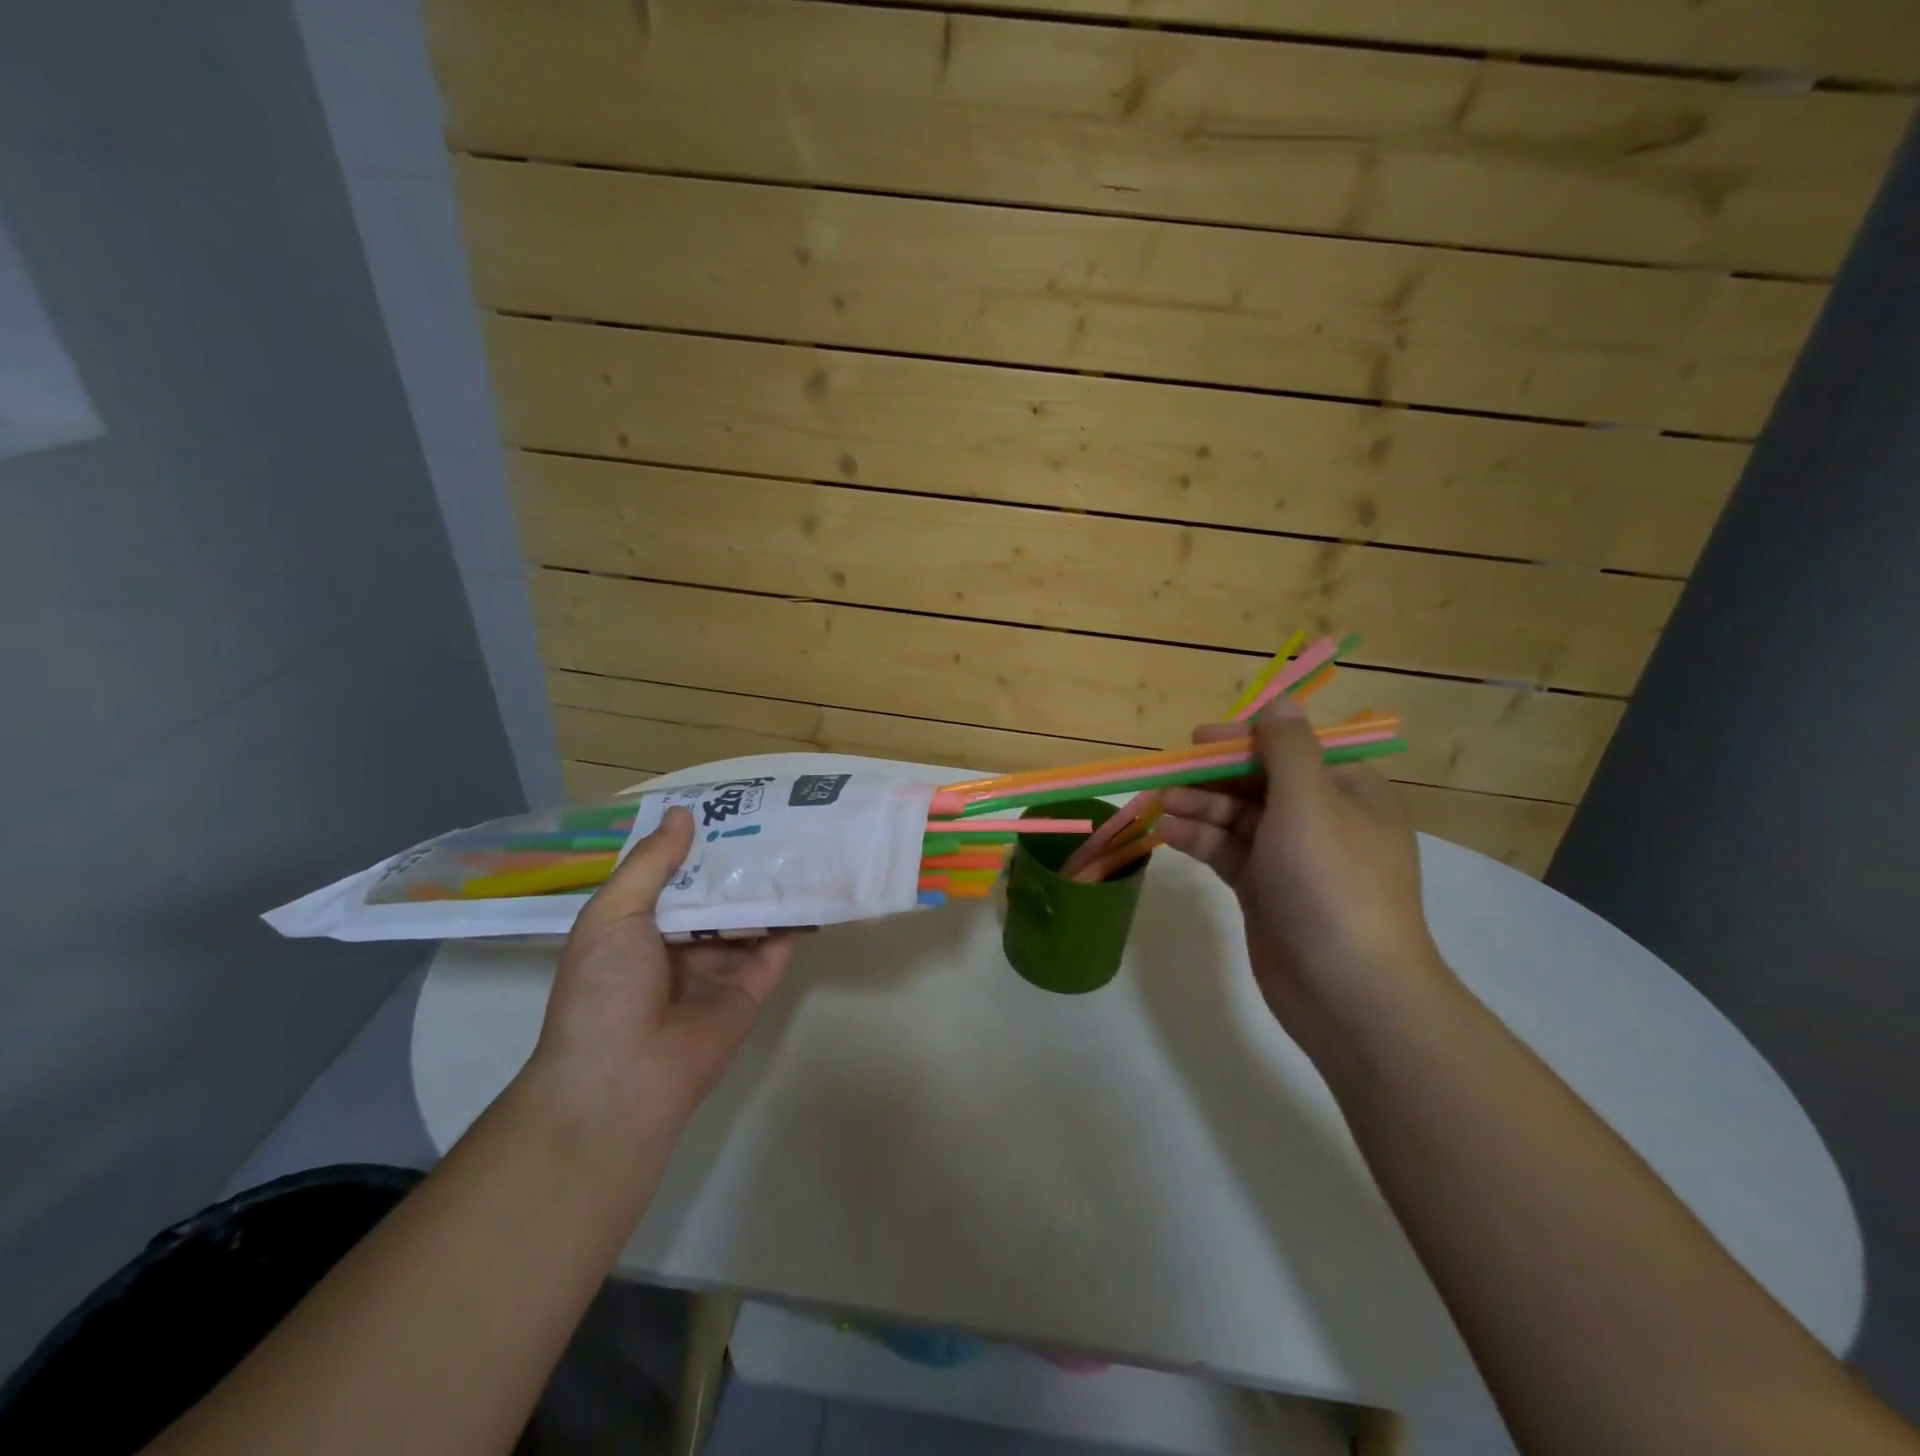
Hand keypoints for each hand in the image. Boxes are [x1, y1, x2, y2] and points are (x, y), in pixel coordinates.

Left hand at [528, 807, 795, 1128]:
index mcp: (639, 928)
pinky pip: (776, 948)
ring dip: (769, 885)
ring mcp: (719, 968)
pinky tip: (813, 885)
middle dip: (739, 861)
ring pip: (749, 917)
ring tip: (801, 840)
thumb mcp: (612, 914)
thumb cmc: (604, 988)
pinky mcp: (752, 989)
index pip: (674, 877)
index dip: (697, 844)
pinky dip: (793, 920)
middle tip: (775, 815)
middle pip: (716, 894)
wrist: (625, 1076)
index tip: (727, 807)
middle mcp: (680, 945)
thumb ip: (650, 864)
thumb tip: (681, 814)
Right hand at [1157, 697, 1452, 1060]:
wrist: (1348, 990)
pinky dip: (1200, 839)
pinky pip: (1228, 851)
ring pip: (1238, 818)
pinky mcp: (1266, 890)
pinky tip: (1168, 833)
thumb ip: (1287, 747)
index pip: (1291, 749)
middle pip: (1259, 782)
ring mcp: (1292, 858)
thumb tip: (1279, 701)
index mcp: (1348, 792)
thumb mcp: (1310, 802)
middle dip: (1213, 777)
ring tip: (1160, 804)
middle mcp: (1322, 819)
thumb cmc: (1332, 882)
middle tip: (1166, 776)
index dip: (1243, 740)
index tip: (1197, 740)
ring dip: (1200, 807)